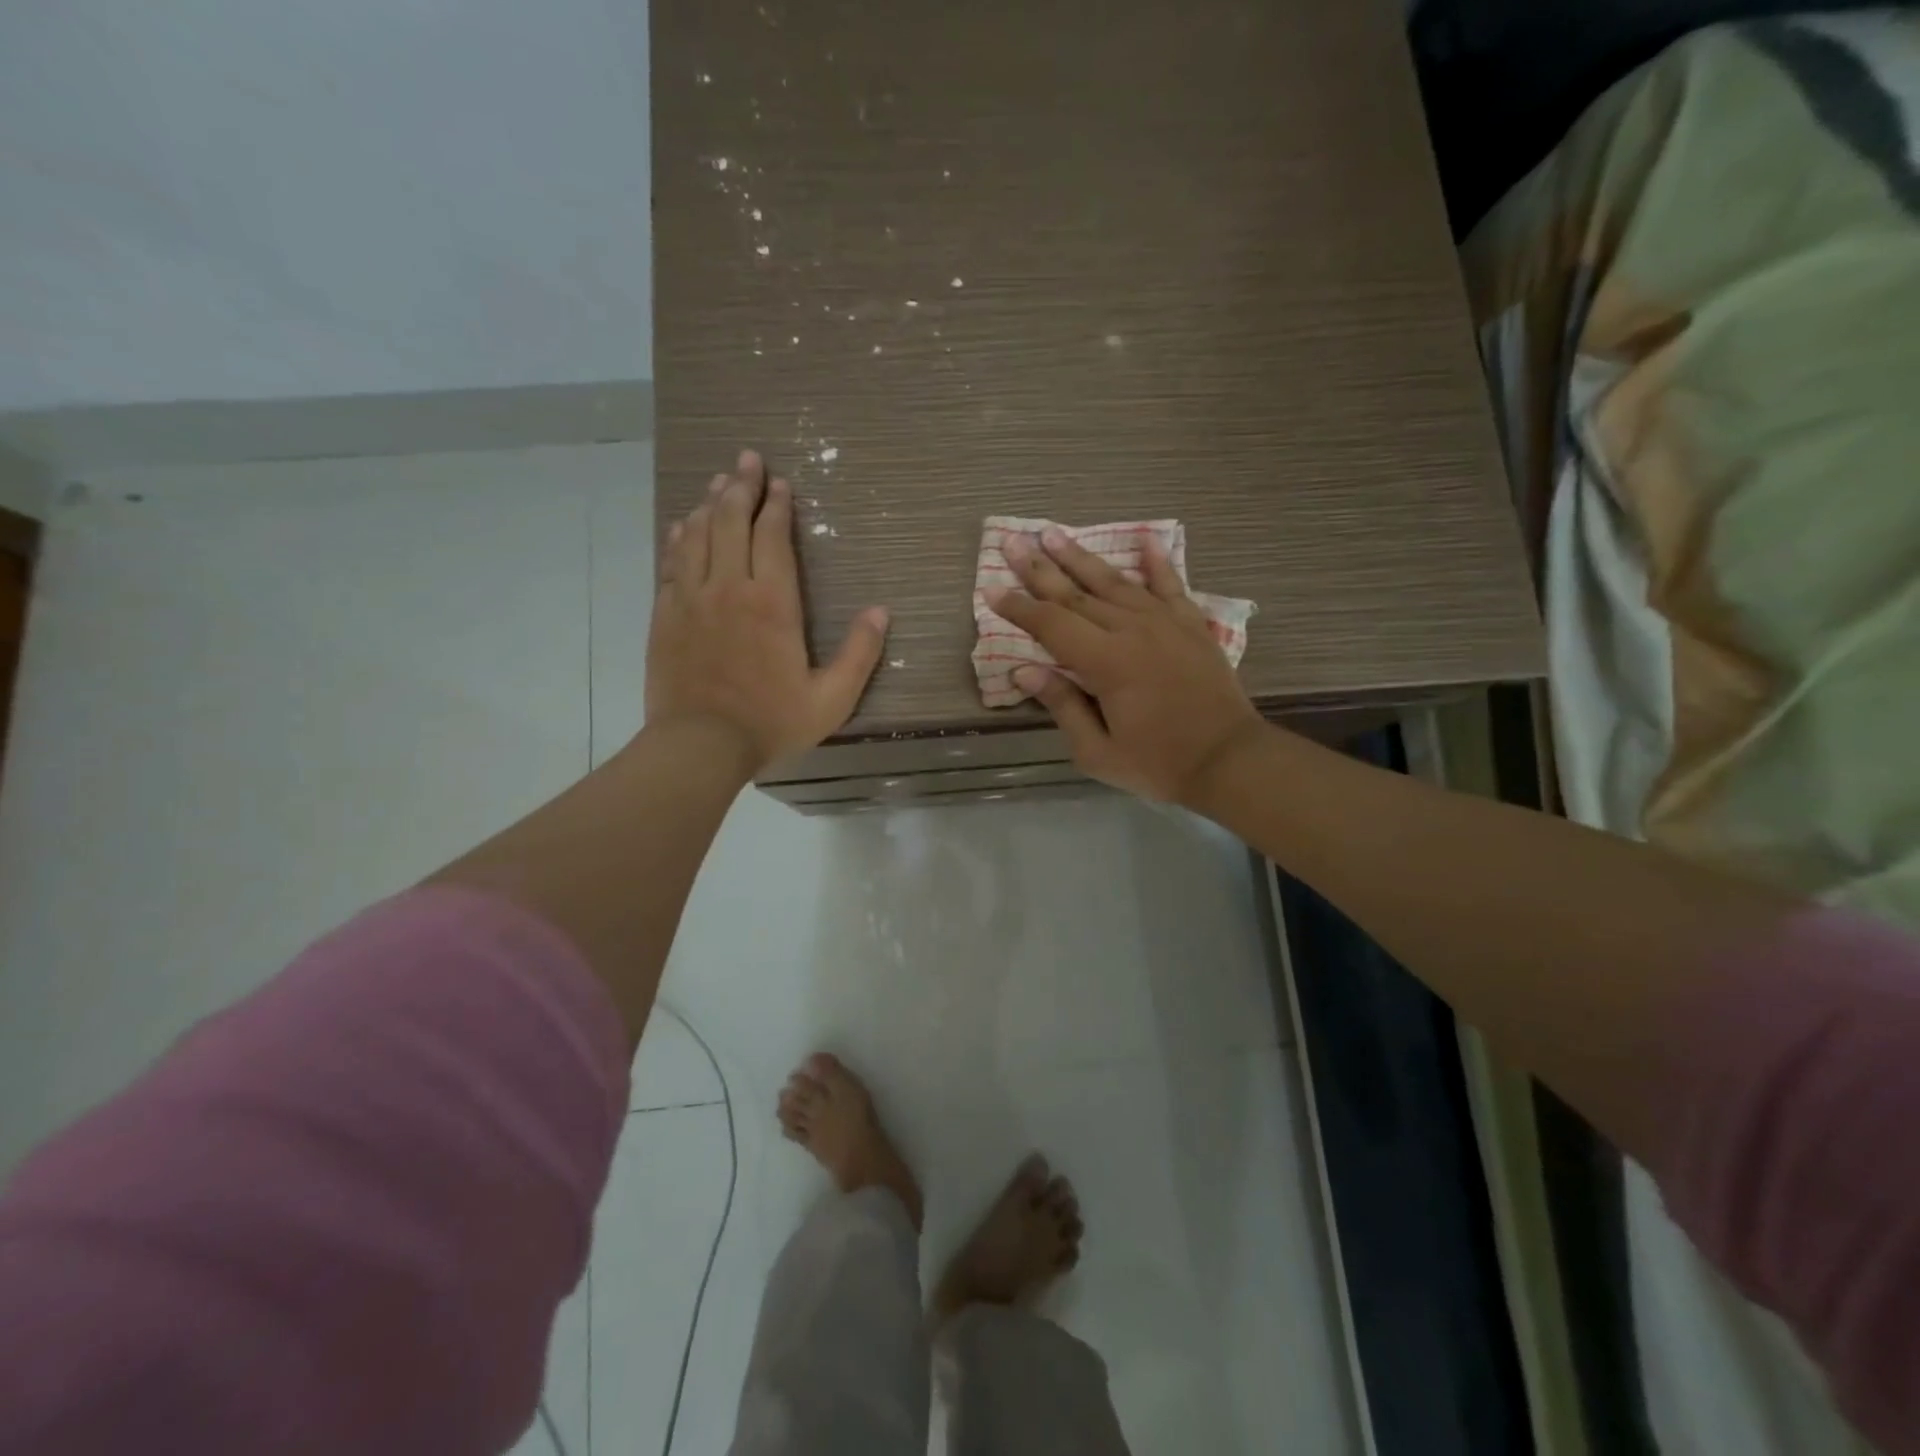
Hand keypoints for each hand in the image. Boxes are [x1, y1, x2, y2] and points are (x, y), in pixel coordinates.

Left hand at [647, 449, 888, 773]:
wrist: (700, 745)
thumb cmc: (771, 722)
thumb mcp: (831, 699)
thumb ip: (859, 654)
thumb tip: (881, 612)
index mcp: (772, 603)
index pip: (773, 537)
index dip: (778, 506)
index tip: (781, 483)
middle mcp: (729, 588)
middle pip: (732, 522)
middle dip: (742, 486)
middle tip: (747, 460)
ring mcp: (691, 599)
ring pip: (699, 535)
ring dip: (711, 504)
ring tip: (719, 481)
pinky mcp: (665, 614)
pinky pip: (672, 562)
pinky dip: (680, 537)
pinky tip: (685, 524)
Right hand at [988, 528, 1263, 802]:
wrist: (1229, 760)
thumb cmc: (1158, 763)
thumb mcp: (1097, 751)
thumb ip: (1062, 706)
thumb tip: (1024, 671)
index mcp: (1106, 662)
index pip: (1051, 625)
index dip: (1019, 608)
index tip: (992, 590)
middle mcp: (1132, 630)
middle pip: (1076, 594)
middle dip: (1040, 569)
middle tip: (1012, 542)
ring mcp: (1165, 623)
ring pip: (1114, 582)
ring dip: (1081, 557)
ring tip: (1054, 534)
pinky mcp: (1191, 625)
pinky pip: (1170, 585)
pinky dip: (1157, 562)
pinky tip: (1146, 540)